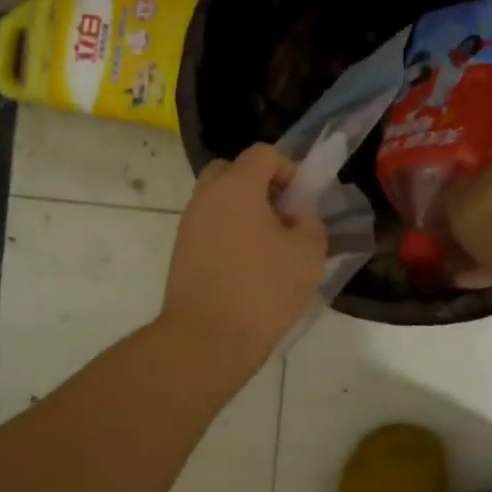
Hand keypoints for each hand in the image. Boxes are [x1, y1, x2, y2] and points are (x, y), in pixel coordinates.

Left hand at [161, 144, 326, 369]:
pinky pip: (209, 226)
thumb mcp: (308, 254)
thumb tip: (296, 216)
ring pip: (219, 200)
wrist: (206, 339)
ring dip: (243, 212)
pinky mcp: (181, 251)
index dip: (288, 169)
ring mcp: (189, 224)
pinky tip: (247, 268)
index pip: (263, 153)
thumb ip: (310, 222)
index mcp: (237, 186)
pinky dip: (228, 234)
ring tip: (268, 248)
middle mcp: (206, 196)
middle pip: (232, 171)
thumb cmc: (262, 290)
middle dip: (259, 186)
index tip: (300, 203)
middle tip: (281, 217)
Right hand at [445, 154, 491, 275]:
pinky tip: (476, 279)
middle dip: (482, 220)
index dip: (469, 192)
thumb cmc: (486, 212)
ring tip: (462, 267)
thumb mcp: (452, 201)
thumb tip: (443, 203)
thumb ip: (447, 199)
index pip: (490, 172)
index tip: (454, 210)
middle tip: (458, 238)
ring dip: (491, 244)